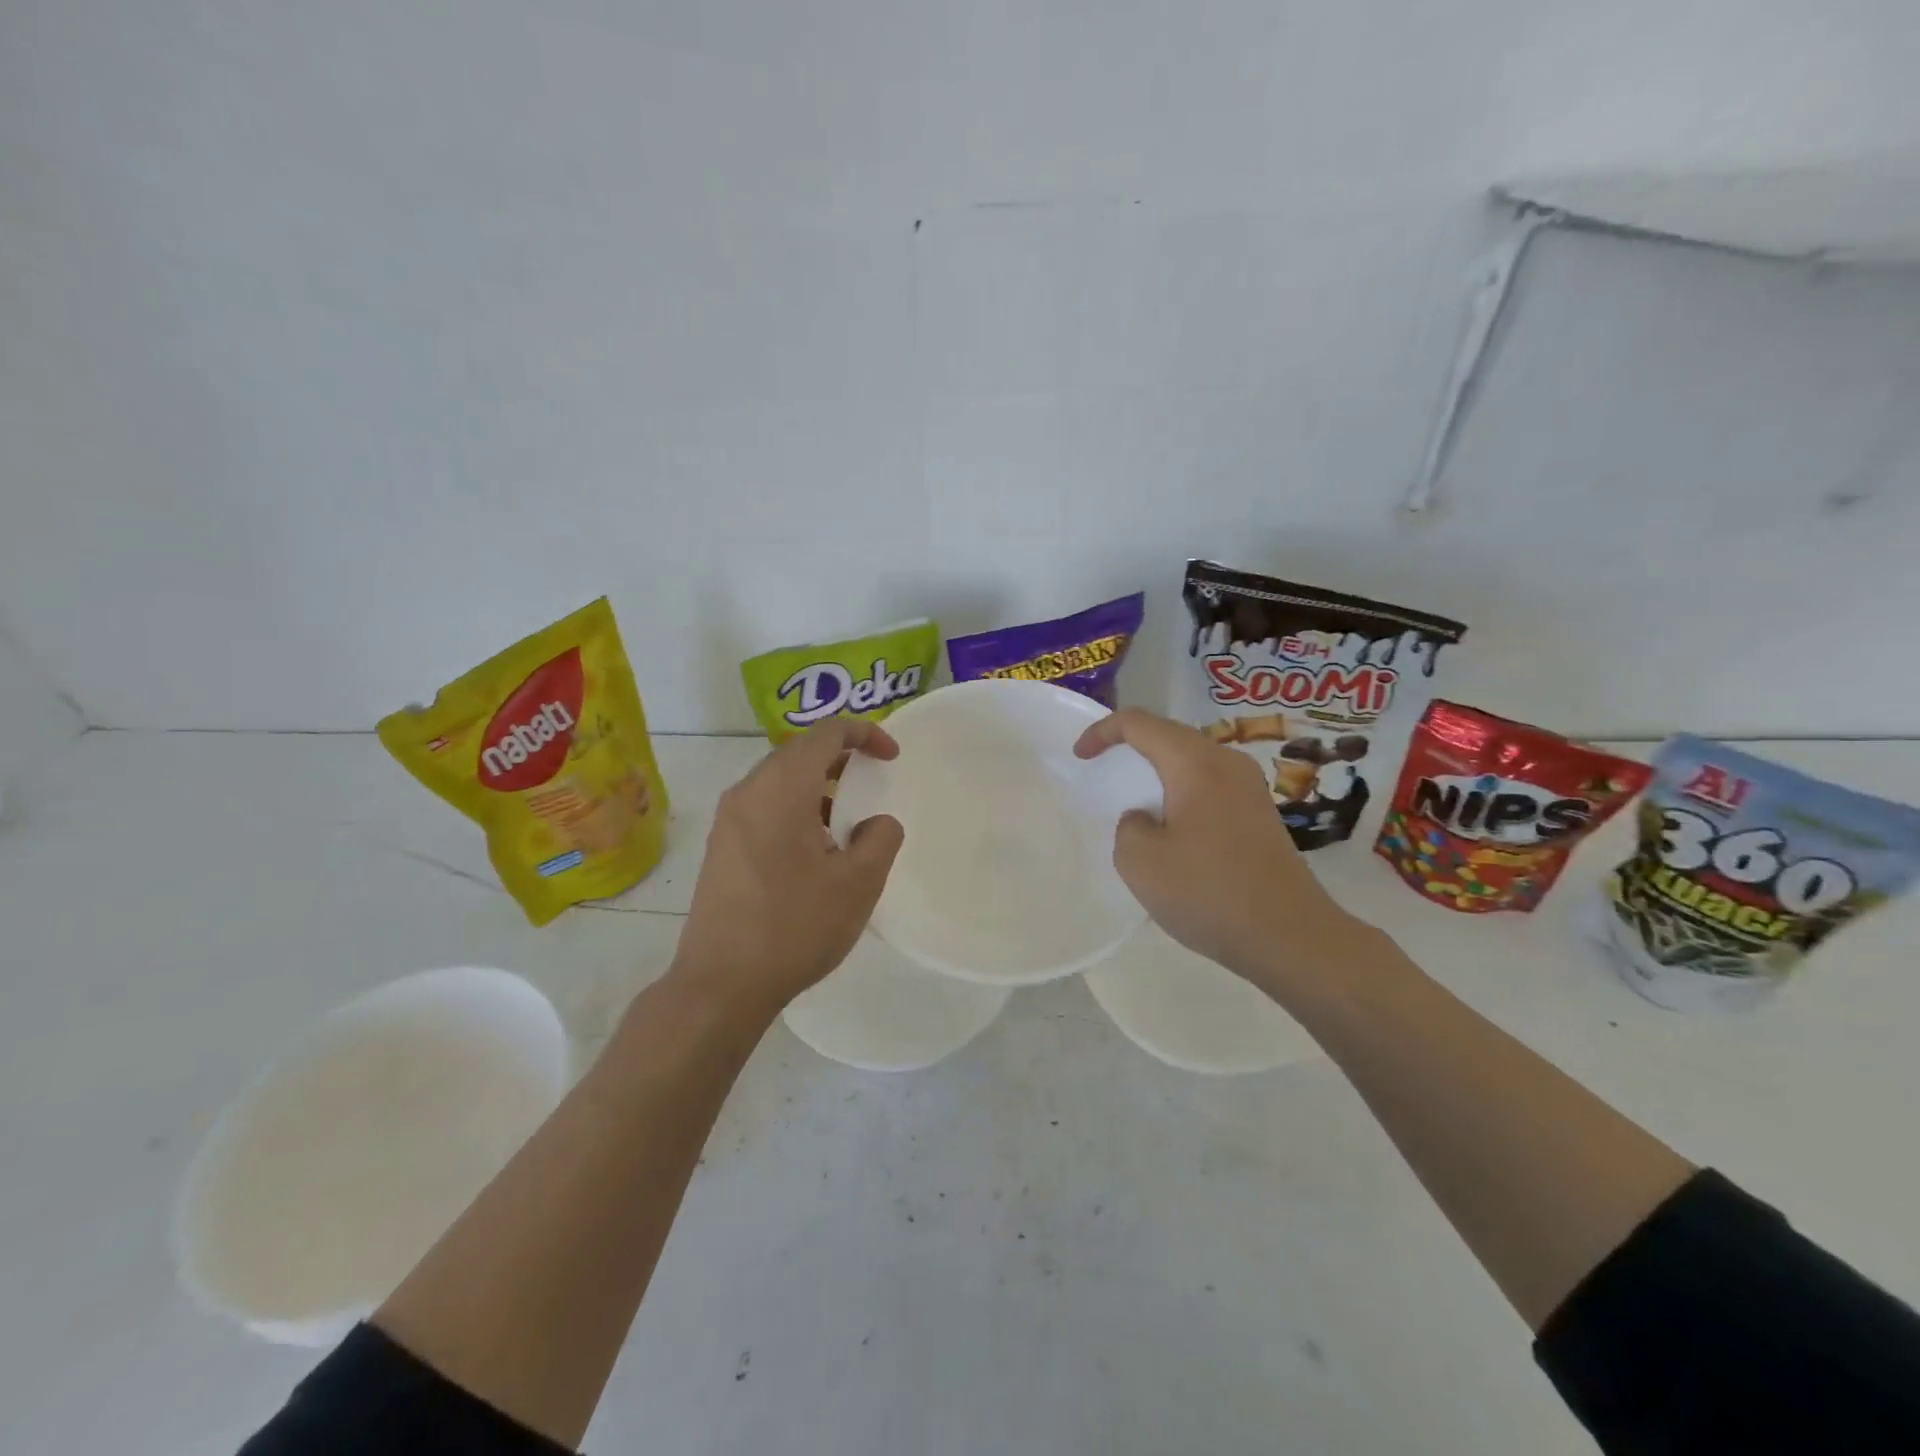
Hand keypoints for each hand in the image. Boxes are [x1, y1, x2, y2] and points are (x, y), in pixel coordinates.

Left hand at [668, 719, 904, 1016]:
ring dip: (817, 783)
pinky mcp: (721, 846)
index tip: (891, 757)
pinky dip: (796, 806)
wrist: (721, 985)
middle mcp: (747, 792)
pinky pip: (764, 805)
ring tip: (847, 815)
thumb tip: (876, 822)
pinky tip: (814, 847)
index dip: (864, 734)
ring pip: (780, 779)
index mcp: (780, 789)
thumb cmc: (794, 927)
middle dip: (841, 756)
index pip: (825, 733)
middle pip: (799, 750)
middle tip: (872, 779)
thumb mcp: (857, 884)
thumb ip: (880, 839)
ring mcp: (728, 820)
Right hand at [1074, 709, 1363, 989]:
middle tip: (1104, 768)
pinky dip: (1182, 793)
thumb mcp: (1140, 861)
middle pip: (1170, 735)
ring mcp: (1251, 789)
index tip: (1080, 756)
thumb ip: (1129, 826)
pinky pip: (1210, 786)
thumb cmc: (1208, 892)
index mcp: (1196, 763)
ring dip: (1159, 772)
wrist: (1290, 936)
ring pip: (1193, 761)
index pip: (1140, 724)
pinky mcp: (1261, 815)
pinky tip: (1173, 828)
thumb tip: (1147, 819)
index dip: (1103, 731)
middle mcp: (1228, 763)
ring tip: (1135, 799)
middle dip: (1131, 746)